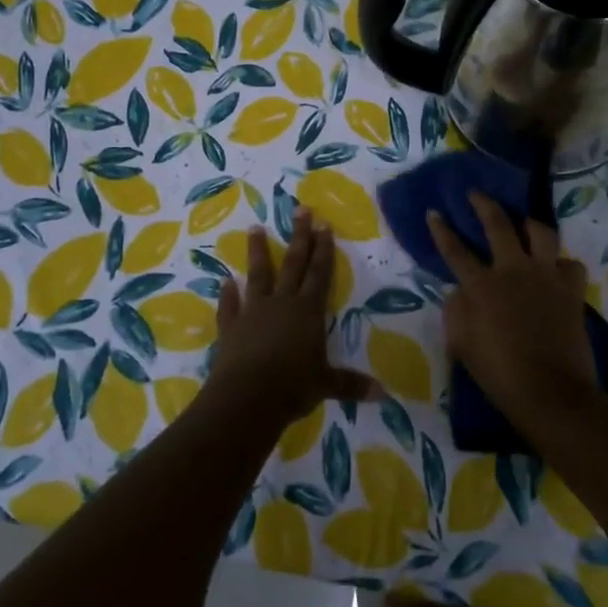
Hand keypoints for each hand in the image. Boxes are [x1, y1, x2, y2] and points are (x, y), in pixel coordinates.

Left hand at [206, 211, 377, 429]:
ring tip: (255, 228)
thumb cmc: (294, 386)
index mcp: (308, 311)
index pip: (320, 273)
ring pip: (258, 275)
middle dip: (298, 236)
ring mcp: (254, 312)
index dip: (324, 249)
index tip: (324, 224)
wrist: (248, 396)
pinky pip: (229, 306)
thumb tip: (383, 394)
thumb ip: (351, 384)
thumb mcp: (326, 385)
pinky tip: (224, 281)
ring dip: (257, 251)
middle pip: (292, 263)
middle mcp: (282, 303)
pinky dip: (226, 294)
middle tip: (300, 210)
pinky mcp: (231, 327)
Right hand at [428, 194, 599, 430]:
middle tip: (475, 193)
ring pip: (541, 232)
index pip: (455, 249)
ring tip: (523, 223)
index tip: (434, 211)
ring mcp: (546, 276)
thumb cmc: (499, 373)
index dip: (441, 229)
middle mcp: (513, 270)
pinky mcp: (571, 290)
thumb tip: (460, 291)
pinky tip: (555, 269)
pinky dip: (560, 263)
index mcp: (481, 285)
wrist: (550, 393)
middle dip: (483, 204)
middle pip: (498, 224)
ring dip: (529, 224)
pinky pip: (569, 263)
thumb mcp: (461, 344)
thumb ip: (456, 310)